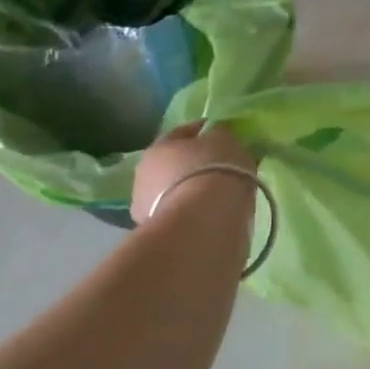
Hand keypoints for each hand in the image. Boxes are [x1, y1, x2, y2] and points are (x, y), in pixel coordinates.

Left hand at [130, 121, 258, 225]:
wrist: (203, 223)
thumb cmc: (214, 170)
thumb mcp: (225, 139)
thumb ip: (219, 135)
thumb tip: (216, 137)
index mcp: (159, 146)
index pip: (183, 132)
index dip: (205, 131)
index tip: (224, 135)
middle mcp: (144, 175)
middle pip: (174, 164)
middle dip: (195, 165)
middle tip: (222, 168)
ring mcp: (146, 209)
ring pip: (175, 193)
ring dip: (192, 192)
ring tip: (219, 197)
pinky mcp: (157, 237)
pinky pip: (182, 216)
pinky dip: (193, 214)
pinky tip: (212, 216)